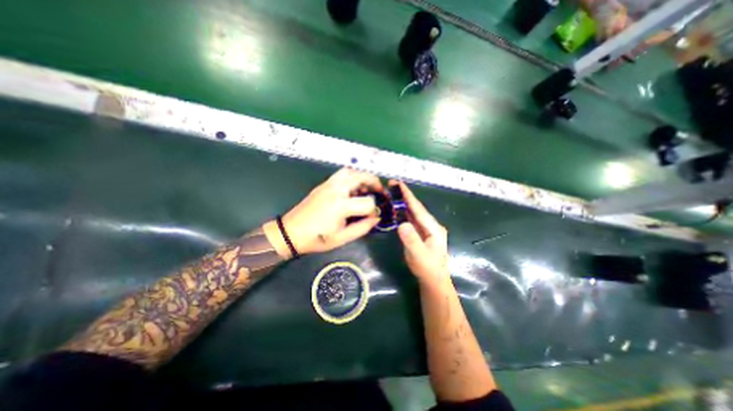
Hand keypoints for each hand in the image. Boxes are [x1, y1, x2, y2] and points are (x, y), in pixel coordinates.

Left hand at [263, 169, 380, 257]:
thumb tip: (376, 218)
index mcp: (341, 205)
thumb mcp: (343, 238)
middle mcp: (336, 189)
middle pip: (362, 177)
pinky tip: (353, 190)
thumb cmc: (317, 238)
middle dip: (375, 183)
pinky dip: (352, 177)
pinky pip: (341, 174)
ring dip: (362, 177)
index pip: (367, 201)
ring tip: (367, 188)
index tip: (374, 216)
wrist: (291, 232)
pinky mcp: (323, 184)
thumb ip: (363, 227)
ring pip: (351, 171)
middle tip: (380, 192)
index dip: (375, 209)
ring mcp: (329, 184)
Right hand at [393, 179, 449, 285]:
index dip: (409, 196)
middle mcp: (430, 225)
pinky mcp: (420, 233)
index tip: (400, 184)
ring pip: (413, 212)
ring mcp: (426, 229)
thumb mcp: (419, 256)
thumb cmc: (428, 269)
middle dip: (405, 196)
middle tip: (392, 184)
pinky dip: (404, 212)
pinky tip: (397, 208)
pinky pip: (411, 219)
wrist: (433, 280)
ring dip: (404, 202)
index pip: (419, 209)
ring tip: (393, 192)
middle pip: (416, 208)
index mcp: (433, 228)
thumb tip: (402, 224)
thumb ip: (412, 240)